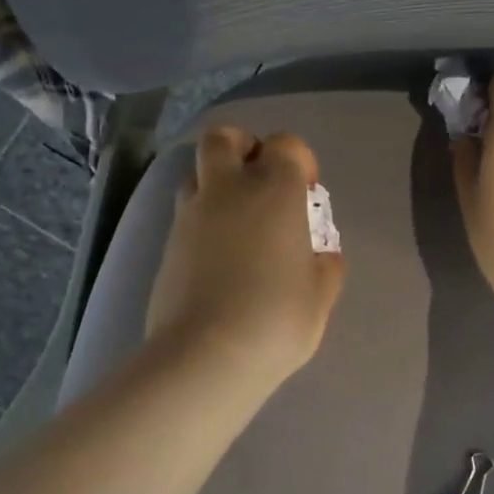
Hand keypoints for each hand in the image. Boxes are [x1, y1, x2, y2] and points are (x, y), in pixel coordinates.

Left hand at [147, 126, 345, 390]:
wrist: (205, 355)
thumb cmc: (276, 319)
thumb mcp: (320, 295)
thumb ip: (326, 265)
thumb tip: (321, 254)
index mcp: (274, 190)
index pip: (286, 145)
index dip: (299, 161)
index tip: (307, 193)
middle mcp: (228, 189)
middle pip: (223, 138)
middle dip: (243, 147)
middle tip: (259, 182)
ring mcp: (190, 215)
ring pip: (196, 172)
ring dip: (217, 182)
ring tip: (237, 219)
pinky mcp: (167, 244)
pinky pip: (185, 213)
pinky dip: (202, 218)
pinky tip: (218, 254)